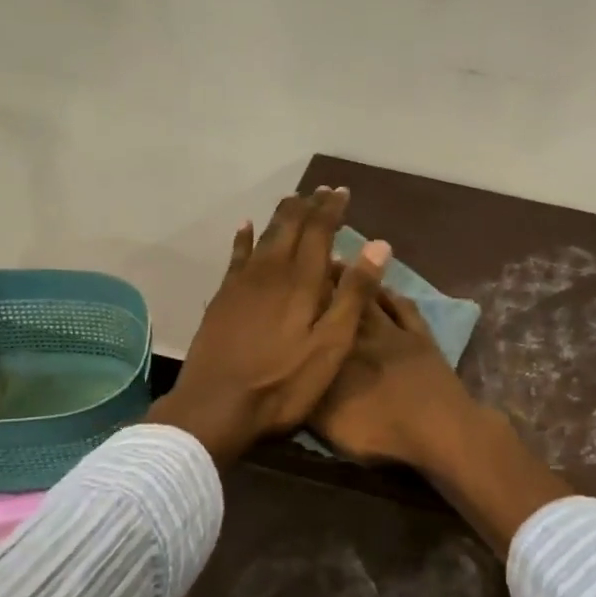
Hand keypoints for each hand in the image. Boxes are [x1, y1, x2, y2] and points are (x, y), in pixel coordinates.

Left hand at [147, 187, 390, 463]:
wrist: (217, 405)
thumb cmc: (283, 382)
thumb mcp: (331, 345)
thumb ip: (353, 294)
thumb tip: (378, 245)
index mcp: (301, 281)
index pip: (319, 231)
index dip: (331, 209)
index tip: (342, 192)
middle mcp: (270, 271)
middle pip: (290, 227)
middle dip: (307, 206)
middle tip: (321, 191)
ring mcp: (242, 283)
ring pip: (264, 236)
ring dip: (281, 216)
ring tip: (293, 201)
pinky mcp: (223, 298)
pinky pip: (235, 256)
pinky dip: (243, 238)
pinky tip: (245, 226)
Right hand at [311, 285, 572, 558]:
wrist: (440, 430)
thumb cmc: (380, 430)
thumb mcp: (328, 422)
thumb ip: (305, 393)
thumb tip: (287, 370)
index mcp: (336, 350)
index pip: (315, 316)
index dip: (302, 296)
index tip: (288, 278)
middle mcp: (362, 332)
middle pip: (341, 299)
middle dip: (325, 279)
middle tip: (311, 259)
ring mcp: (395, 332)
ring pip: (371, 297)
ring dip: (356, 279)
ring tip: (339, 262)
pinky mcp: (422, 338)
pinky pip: (404, 308)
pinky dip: (392, 295)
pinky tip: (387, 287)